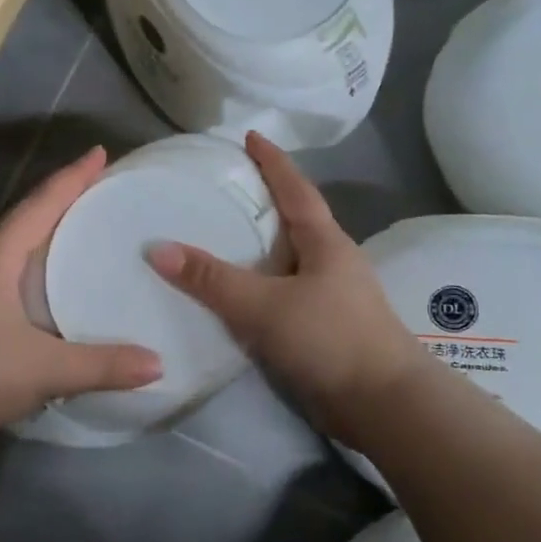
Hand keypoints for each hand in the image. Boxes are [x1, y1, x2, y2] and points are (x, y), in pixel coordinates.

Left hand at [0, 147, 162, 443]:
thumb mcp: (42, 369)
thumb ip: (101, 365)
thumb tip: (158, 364)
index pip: (41, 204)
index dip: (73, 177)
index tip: (100, 152)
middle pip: (27, 222)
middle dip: (63, 206)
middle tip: (103, 198)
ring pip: (14, 255)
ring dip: (46, 244)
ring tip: (85, 244)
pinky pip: (6, 284)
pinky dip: (33, 279)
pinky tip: (52, 301)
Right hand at [147, 132, 430, 435]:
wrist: (383, 404)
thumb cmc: (330, 338)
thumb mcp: (265, 305)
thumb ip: (212, 280)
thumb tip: (157, 248)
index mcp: (325, 243)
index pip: (295, 189)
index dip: (272, 161)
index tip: (250, 136)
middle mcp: (330, 262)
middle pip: (294, 221)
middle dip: (263, 202)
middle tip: (224, 189)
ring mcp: (330, 297)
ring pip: (287, 261)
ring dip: (259, 248)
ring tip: (220, 239)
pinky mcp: (323, 329)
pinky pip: (283, 295)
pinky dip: (259, 287)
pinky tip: (235, 296)